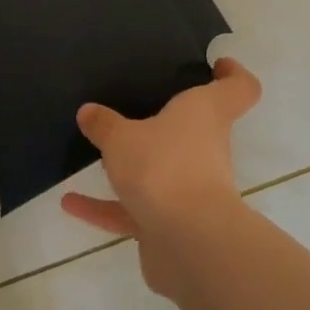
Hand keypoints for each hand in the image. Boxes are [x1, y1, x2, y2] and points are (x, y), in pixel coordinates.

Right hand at [62, 58, 261, 296]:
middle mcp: (206, 148)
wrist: (188, 244)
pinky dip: (105, 207)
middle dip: (169, 122)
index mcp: (206, 114)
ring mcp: (191, 190)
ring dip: (131, 168)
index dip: (232, 74)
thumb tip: (89, 111)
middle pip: (198, 129)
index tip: (215, 65)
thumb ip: (104, 124)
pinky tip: (70, 203)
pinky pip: (134, 210)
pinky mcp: (171, 225)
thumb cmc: (164, 168)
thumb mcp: (122, 138)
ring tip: (95, 154)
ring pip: (163, 171)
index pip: (240, 88)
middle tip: (135, 106)